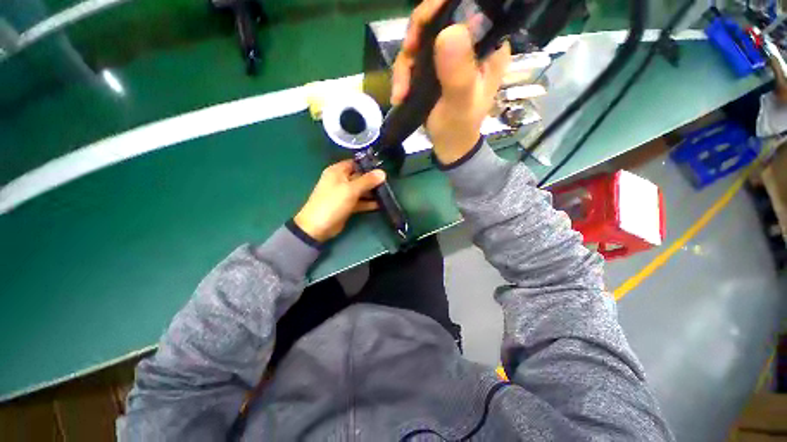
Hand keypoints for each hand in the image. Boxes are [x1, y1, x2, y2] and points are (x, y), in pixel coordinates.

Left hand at [294, 160, 385, 241]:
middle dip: (373, 180)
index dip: (369, 165)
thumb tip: (383, 172)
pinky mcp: (347, 205)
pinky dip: (368, 203)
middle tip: (388, 183)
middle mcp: (341, 180)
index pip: (356, 163)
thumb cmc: (332, 203)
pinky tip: (380, 204)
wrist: (318, 227)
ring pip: (361, 190)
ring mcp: (344, 194)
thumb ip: (367, 181)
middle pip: (360, 177)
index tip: (383, 169)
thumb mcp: (351, 190)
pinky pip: (360, 201)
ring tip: (387, 194)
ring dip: (372, 192)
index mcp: (337, 171)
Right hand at [391, 0, 509, 164]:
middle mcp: (470, 43)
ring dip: (405, 63)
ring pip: (420, 37)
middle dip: (417, 35)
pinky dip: (402, 75)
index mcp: (488, 45)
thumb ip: (458, 73)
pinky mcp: (433, 66)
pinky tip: (399, 95)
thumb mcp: (460, 104)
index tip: (422, 24)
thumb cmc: (459, 128)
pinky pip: (413, 58)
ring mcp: (449, 54)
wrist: (448, 146)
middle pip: (439, 17)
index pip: (470, 7)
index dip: (443, 7)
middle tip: (408, 54)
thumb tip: (448, 32)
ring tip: (400, 92)